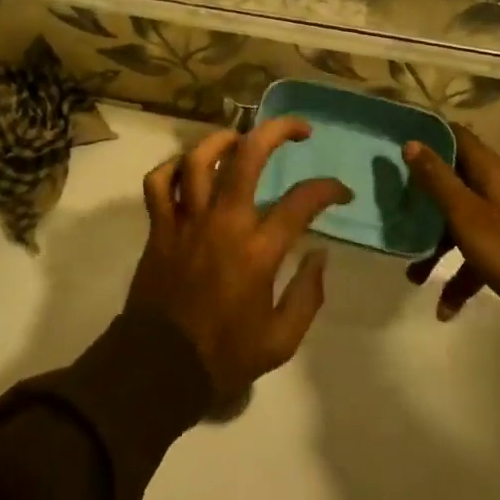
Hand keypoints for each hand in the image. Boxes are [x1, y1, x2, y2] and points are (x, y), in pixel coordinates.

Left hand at [126, 119, 351, 400]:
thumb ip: (307, 295)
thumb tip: (319, 253)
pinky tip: (188, 169)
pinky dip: (171, 168)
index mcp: (257, 251)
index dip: (328, 188)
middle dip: (277, 131)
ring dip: (222, 140)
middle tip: (297, 129)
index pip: (302, 202)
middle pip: (248, 156)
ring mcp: (187, 220)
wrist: (159, 370)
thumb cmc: (223, 357)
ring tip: (239, 139)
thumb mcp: (280, 341)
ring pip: (199, 159)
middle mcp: (224, 223)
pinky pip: (158, 182)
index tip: (341, 191)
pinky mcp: (159, 227)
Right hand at [403, 125, 499, 324]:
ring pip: (464, 220)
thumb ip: (437, 179)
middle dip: (425, 197)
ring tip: (414, 274)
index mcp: (491, 170)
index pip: (456, 136)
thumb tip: (411, 142)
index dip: (429, 135)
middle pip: (455, 180)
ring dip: (438, 245)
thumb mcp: (465, 213)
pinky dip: (462, 273)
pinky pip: (479, 251)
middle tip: (398, 204)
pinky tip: (446, 307)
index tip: (400, 142)